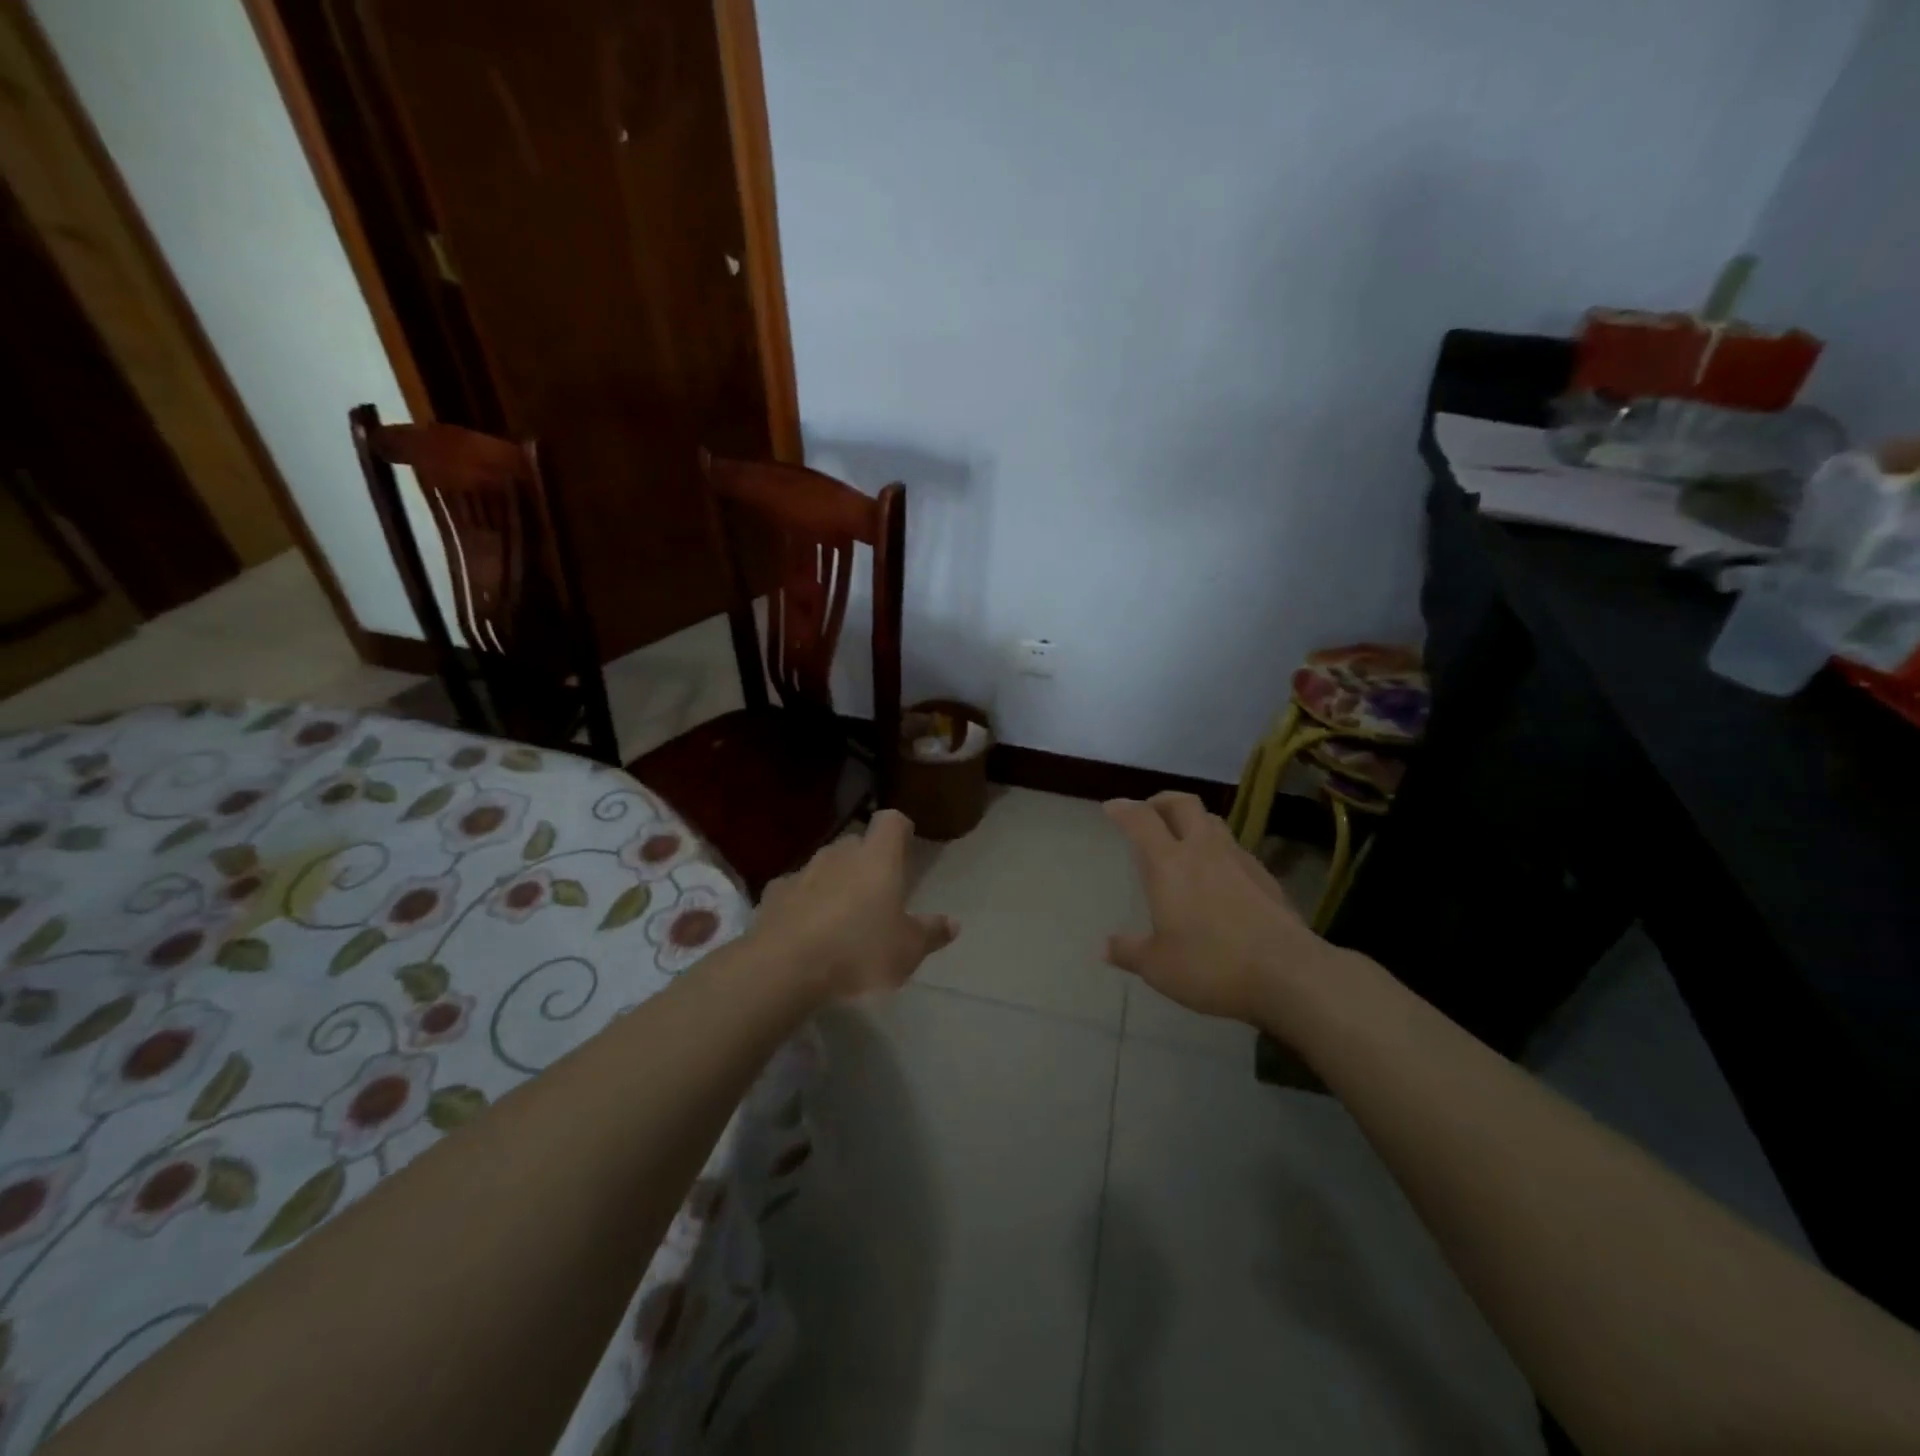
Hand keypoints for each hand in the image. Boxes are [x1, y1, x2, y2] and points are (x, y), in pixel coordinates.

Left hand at [753, 809, 958, 999]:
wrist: (784, 967)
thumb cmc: (859, 951)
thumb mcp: (907, 950)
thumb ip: (931, 933)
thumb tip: (953, 923)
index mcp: (878, 858)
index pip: (892, 821)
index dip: (900, 830)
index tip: (906, 846)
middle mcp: (840, 853)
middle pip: (857, 843)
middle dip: (867, 861)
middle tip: (877, 893)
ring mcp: (803, 871)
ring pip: (825, 865)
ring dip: (835, 881)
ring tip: (841, 916)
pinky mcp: (774, 893)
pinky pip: (796, 889)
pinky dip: (804, 902)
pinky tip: (806, 930)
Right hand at [1104, 793, 1335, 1025]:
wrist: (1289, 974)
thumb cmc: (1212, 965)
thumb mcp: (1158, 967)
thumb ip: (1130, 952)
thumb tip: (1105, 947)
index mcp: (1168, 864)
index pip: (1141, 820)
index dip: (1124, 809)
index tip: (1112, 808)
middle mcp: (1202, 850)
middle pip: (1182, 803)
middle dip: (1161, 801)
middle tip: (1149, 813)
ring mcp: (1239, 860)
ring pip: (1213, 821)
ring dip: (1193, 821)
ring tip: (1183, 838)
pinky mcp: (1266, 877)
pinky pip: (1235, 849)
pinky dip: (1219, 849)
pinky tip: (1219, 874)